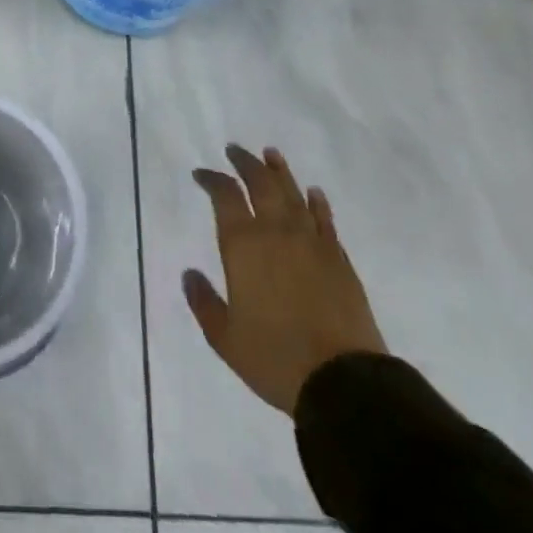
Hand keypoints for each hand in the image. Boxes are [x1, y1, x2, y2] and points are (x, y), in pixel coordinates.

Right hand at [183, 144, 385, 415]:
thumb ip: (203, 302)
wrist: (343, 382)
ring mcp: (311, 242)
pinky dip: (316, 202)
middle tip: (235, 150)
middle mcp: (276, 232)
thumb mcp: (225, 338)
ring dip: (279, 172)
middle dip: (245, 164)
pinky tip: (313, 192)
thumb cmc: (275, 358)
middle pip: (261, 184)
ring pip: (293, 194)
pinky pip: (324, 219)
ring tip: (271, 154)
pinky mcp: (338, 258)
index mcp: (243, 245)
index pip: (225, 196)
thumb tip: (189, 274)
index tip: (202, 175)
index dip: (212, 180)